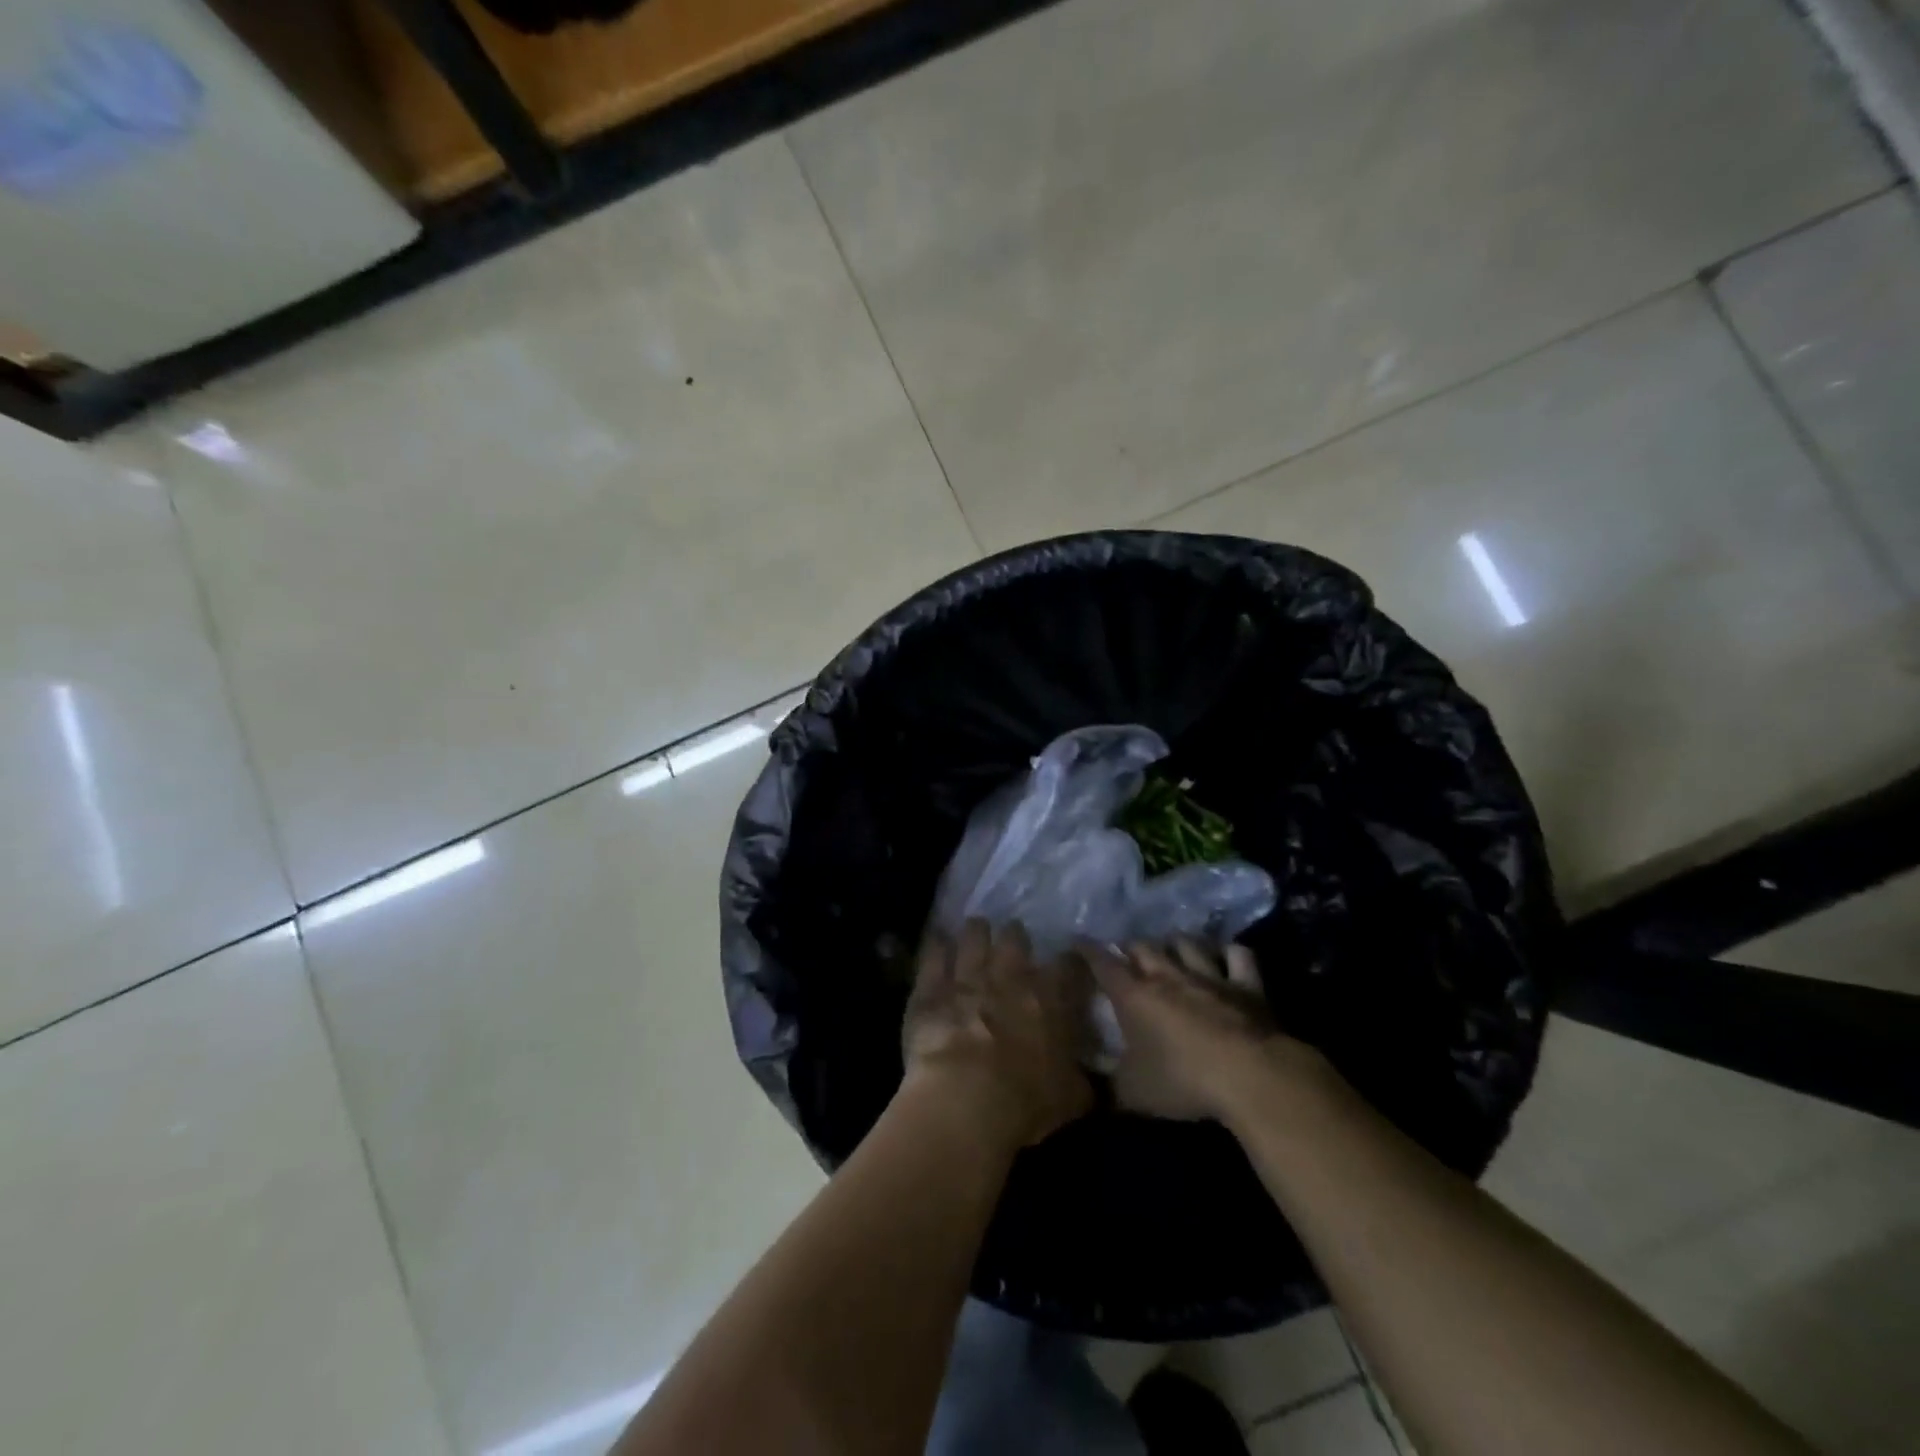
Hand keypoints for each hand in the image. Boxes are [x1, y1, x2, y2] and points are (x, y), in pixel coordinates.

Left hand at [901, 920, 1094, 1148]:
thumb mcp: (1073, 1098)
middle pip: (1015, 938)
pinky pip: (933, 955)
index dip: (1070, 963)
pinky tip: (938, 940)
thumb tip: (1087, 1074)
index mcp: (1050, 999)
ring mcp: (968, 977)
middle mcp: (1010, 977)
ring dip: (976, 932)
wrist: (966, 1099)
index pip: (1069, 966)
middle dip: (1015, 938)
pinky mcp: (931, 987)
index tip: (1070, 965)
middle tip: (1014, 941)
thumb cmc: (1027, 1102)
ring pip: (973, 937)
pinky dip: (936, 946)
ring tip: (976, 929)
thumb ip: (1081, 1077)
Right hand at [1087, 940, 1321, 1121]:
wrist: (1249, 1075)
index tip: (1077, 940)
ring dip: (1175, 943)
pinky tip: (1226, 956)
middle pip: (1143, 946)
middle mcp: (1168, 976)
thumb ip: (1107, 1083)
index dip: (1087, 949)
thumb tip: (1085, 1082)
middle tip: (1124, 952)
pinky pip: (1237, 955)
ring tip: (1170, 947)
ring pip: (1186, 943)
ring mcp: (1209, 976)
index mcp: (1134, 996)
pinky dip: (1229, 953)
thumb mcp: (1133, 1093)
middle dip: (1130, 946)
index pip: (1103, 963)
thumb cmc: (1182, 1081)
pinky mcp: (1246, 985)